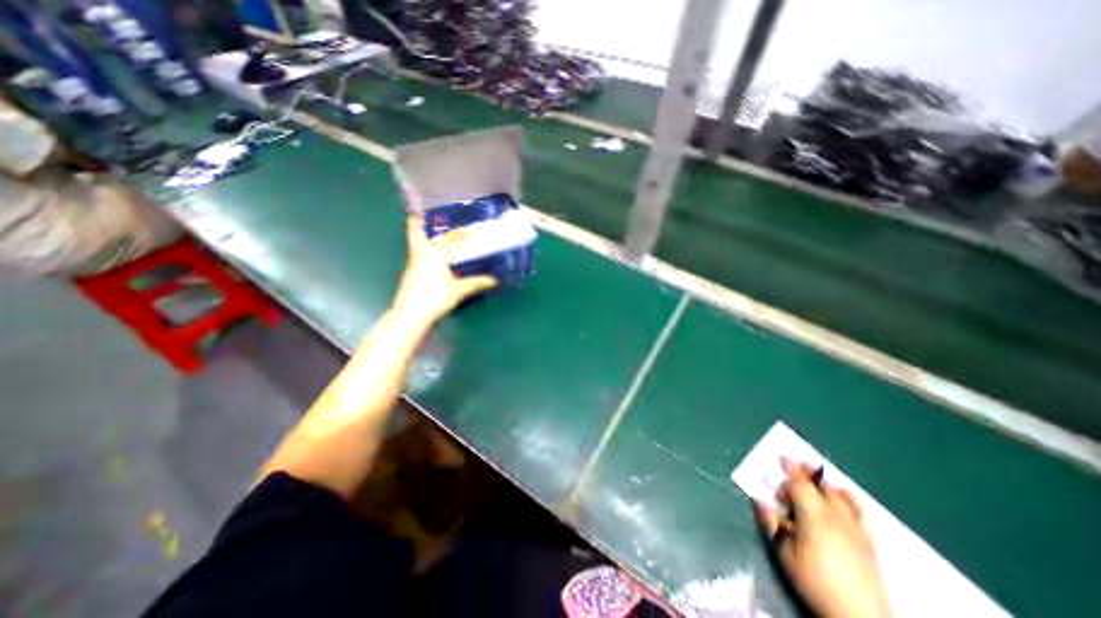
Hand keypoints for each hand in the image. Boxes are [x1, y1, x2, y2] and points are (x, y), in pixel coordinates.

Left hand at [390, 212, 495, 324]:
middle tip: (419, 214)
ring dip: (421, 238)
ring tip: (430, 236)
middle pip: (416, 234)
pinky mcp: (409, 275)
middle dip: (417, 223)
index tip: (469, 231)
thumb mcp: (459, 291)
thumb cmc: (435, 298)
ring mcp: (413, 265)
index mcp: (435, 256)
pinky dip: (423, 252)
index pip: (448, 239)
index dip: (460, 233)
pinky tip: (431, 260)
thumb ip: (476, 283)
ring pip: (415, 245)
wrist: (410, 315)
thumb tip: (493, 280)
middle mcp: (421, 256)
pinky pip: (417, 256)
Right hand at [754, 455, 897, 617]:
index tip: (782, 455)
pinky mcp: (868, 542)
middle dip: (804, 478)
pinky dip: (846, 500)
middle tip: (788, 489)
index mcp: (813, 514)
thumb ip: (771, 523)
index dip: (790, 467)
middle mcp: (836, 515)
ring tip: (815, 490)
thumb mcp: (784, 552)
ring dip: (825, 487)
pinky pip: (857, 511)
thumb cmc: (814, 581)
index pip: (800, 483)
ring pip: (841, 496)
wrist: (860, 617)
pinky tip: (839, 507)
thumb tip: (759, 499)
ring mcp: (856, 528)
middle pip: (820, 486)